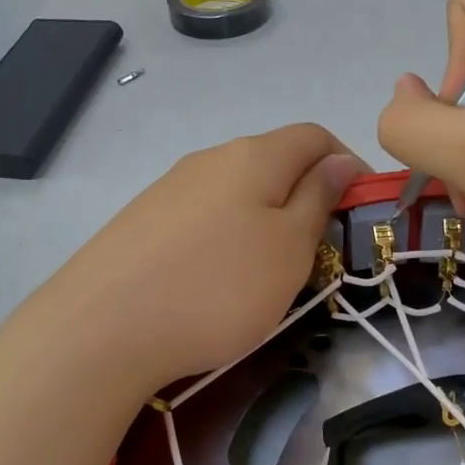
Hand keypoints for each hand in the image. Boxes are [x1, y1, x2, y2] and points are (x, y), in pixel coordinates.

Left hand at [42, 125, 363, 389]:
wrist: (103, 328)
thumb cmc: (218, 288)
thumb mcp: (288, 248)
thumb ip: (318, 199)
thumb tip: (338, 162)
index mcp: (254, 156)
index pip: (316, 136)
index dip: (348, 166)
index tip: (361, 212)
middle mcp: (210, 158)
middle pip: (275, 161)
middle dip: (308, 197)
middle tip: (319, 251)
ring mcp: (170, 188)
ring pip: (238, 191)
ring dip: (267, 219)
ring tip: (269, 272)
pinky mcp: (143, 221)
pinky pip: (203, 216)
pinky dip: (228, 237)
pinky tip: (216, 279)